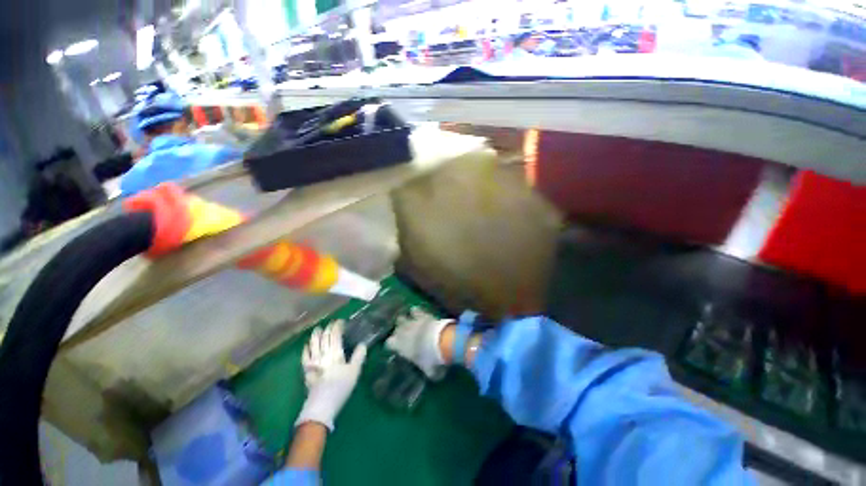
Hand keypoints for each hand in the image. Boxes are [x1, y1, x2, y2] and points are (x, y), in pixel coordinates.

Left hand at [295, 321, 366, 430]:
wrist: (321, 406)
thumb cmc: (340, 388)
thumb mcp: (354, 372)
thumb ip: (359, 356)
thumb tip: (362, 344)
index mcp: (335, 353)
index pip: (335, 335)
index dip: (337, 327)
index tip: (340, 321)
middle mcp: (323, 355)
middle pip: (324, 338)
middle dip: (327, 329)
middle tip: (330, 323)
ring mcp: (313, 362)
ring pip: (313, 345)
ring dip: (315, 336)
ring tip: (317, 329)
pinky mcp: (306, 371)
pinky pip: (305, 357)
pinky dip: (306, 349)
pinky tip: (307, 346)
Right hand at [386, 307, 452, 379]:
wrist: (440, 341)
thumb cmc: (431, 360)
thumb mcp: (430, 371)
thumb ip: (428, 371)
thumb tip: (432, 374)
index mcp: (400, 346)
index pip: (389, 343)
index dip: (393, 344)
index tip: (396, 346)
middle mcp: (402, 332)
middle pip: (395, 328)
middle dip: (399, 330)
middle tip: (405, 333)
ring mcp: (411, 322)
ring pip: (402, 317)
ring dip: (405, 319)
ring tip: (408, 321)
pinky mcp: (421, 314)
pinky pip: (415, 310)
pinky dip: (415, 311)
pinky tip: (416, 311)